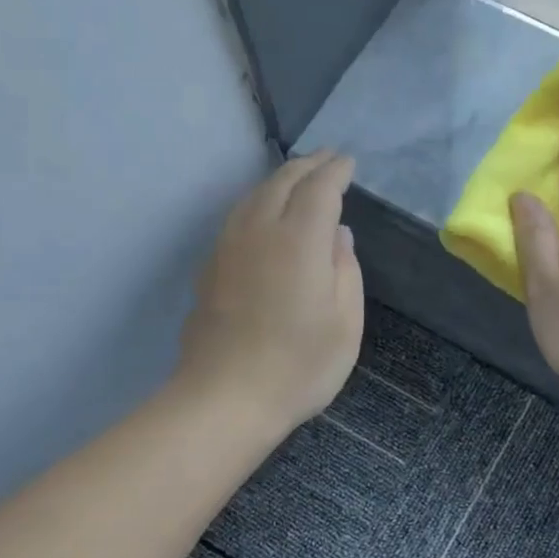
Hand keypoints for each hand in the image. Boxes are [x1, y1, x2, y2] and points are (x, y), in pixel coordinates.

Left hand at [177, 149, 364, 435]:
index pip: (319, 188)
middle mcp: (259, 231)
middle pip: (282, 182)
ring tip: (297, 179)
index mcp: (299, 240)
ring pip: (253, 196)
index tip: (349, 162)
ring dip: (279, 180)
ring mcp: (228, 248)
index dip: (336, 171)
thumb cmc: (298, 367)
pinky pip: (237, 217)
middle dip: (307, 166)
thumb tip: (338, 235)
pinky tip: (264, 215)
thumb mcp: (345, 323)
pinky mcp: (209, 268)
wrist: (225, 398)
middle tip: (327, 159)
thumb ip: (346, 271)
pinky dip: (258, 202)